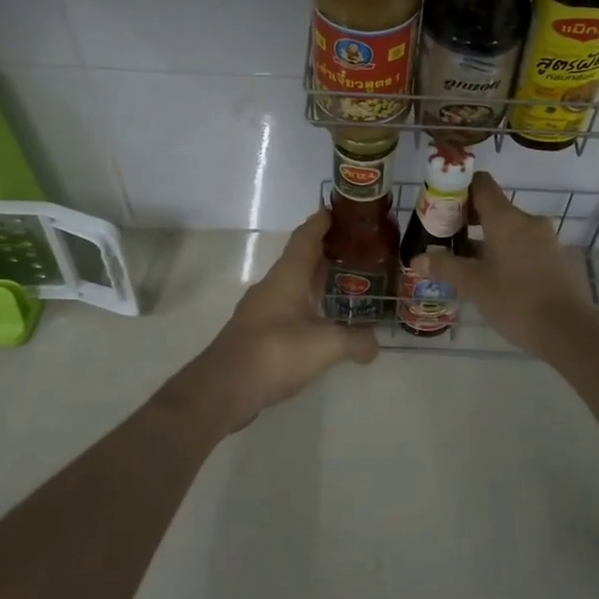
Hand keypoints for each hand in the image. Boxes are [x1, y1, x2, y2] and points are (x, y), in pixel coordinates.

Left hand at [162, 211, 378, 431]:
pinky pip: (288, 309)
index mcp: (288, 275)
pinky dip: (308, 307)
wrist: (223, 388)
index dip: (323, 221)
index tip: (343, 211)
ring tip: (347, 285)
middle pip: (302, 258)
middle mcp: (273, 285)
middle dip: (328, 251)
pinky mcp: (258, 333)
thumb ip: (356, 340)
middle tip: (359, 250)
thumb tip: (375, 344)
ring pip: (294, 285)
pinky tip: (323, 323)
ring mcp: (262, 309)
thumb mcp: (326, 345)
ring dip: (317, 281)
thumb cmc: (275, 352)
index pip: (306, 236)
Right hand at [407, 172, 598, 357]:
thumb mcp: (474, 285)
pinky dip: (507, 253)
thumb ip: (445, 267)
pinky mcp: (557, 259)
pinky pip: (525, 246)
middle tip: (446, 239)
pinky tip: (495, 279)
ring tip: (467, 264)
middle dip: (469, 220)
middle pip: (494, 207)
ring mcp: (546, 240)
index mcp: (506, 218)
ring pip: (510, 230)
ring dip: (487, 240)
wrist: (570, 331)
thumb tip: (417, 259)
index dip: (459, 188)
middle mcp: (528, 221)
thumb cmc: (516, 300)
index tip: (442, 205)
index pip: (481, 184)